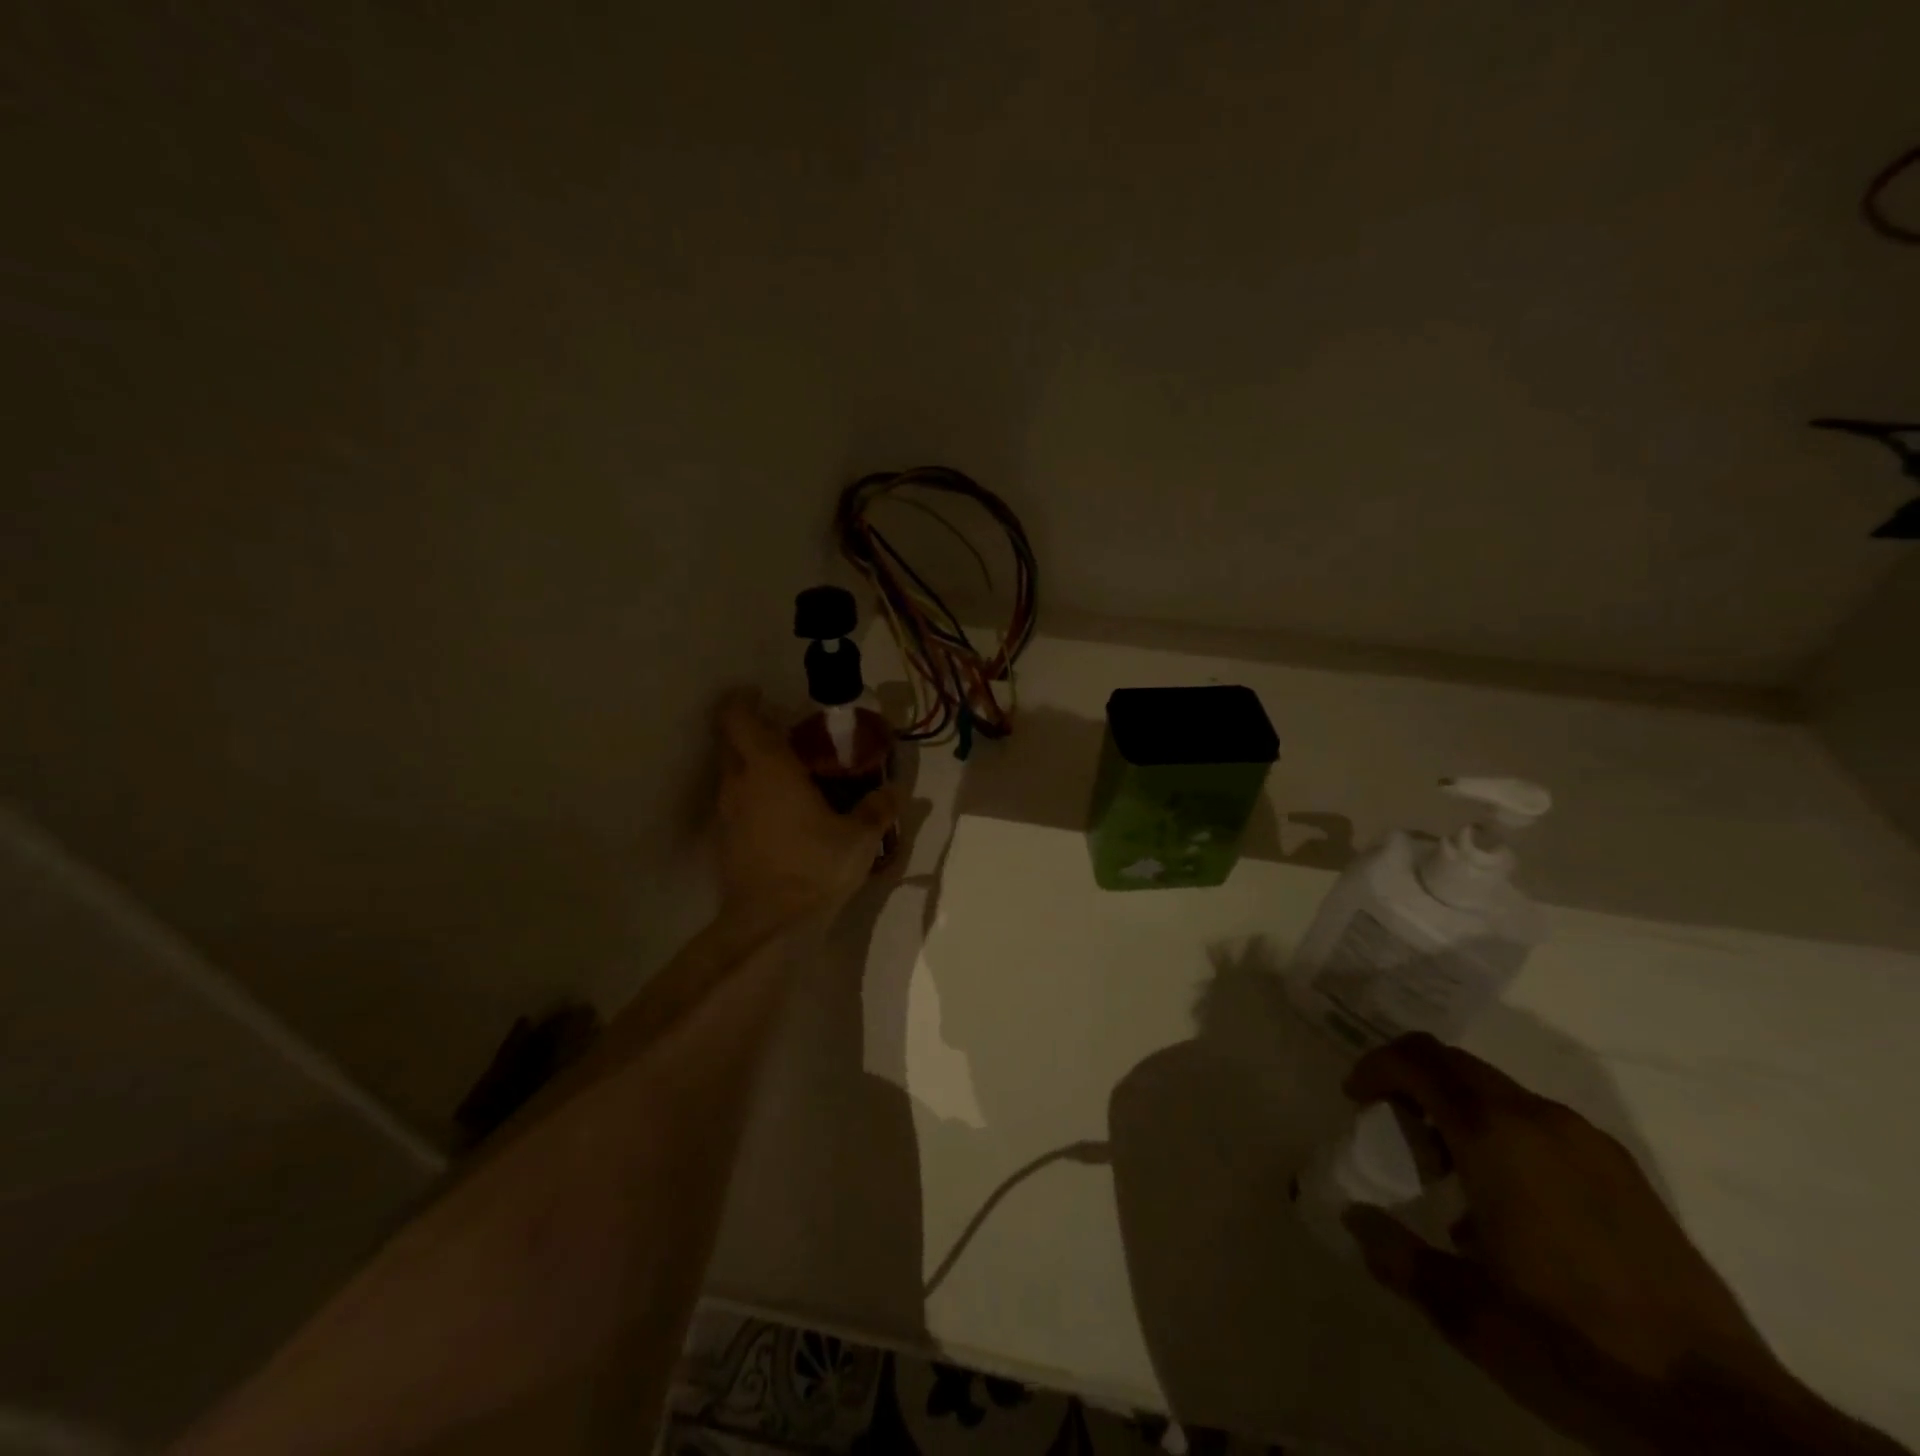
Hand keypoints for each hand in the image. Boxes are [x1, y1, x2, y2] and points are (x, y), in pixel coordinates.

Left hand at [713, 691, 895, 921]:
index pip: (738, 718)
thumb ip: (878, 809)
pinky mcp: (724, 842)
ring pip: (732, 775)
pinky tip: (783, 816)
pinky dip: (754, 799)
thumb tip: (896, 791)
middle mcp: (738, 784)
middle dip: (752, 732)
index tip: (760, 693)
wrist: (770, 925)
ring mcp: (726, 814)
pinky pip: (736, 805)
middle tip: (788, 736)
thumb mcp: (860, 837)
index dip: (743, 700)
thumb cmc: (815, 866)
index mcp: (768, 769)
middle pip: (731, 743)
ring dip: (754, 768)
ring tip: (791, 777)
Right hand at [1341, 1034, 1807, 1453]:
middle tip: (1393, 1130)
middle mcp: (1540, 1120)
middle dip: (1412, 1082)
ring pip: (1500, 1092)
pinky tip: (1510, 1205)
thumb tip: (1354, 1218)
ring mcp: (1590, 1144)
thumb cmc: (1573, 1344)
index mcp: (1495, 1135)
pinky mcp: (1625, 1174)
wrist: (1723, 1413)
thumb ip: (1398, 1255)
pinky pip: (1540, 1124)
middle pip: (1456, 1064)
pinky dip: (1502, 1133)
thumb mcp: (1466, 1311)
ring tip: (1449, 1173)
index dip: (1376, 1066)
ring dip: (1458, 1109)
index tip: (1355, 1099)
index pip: (1419, 1060)